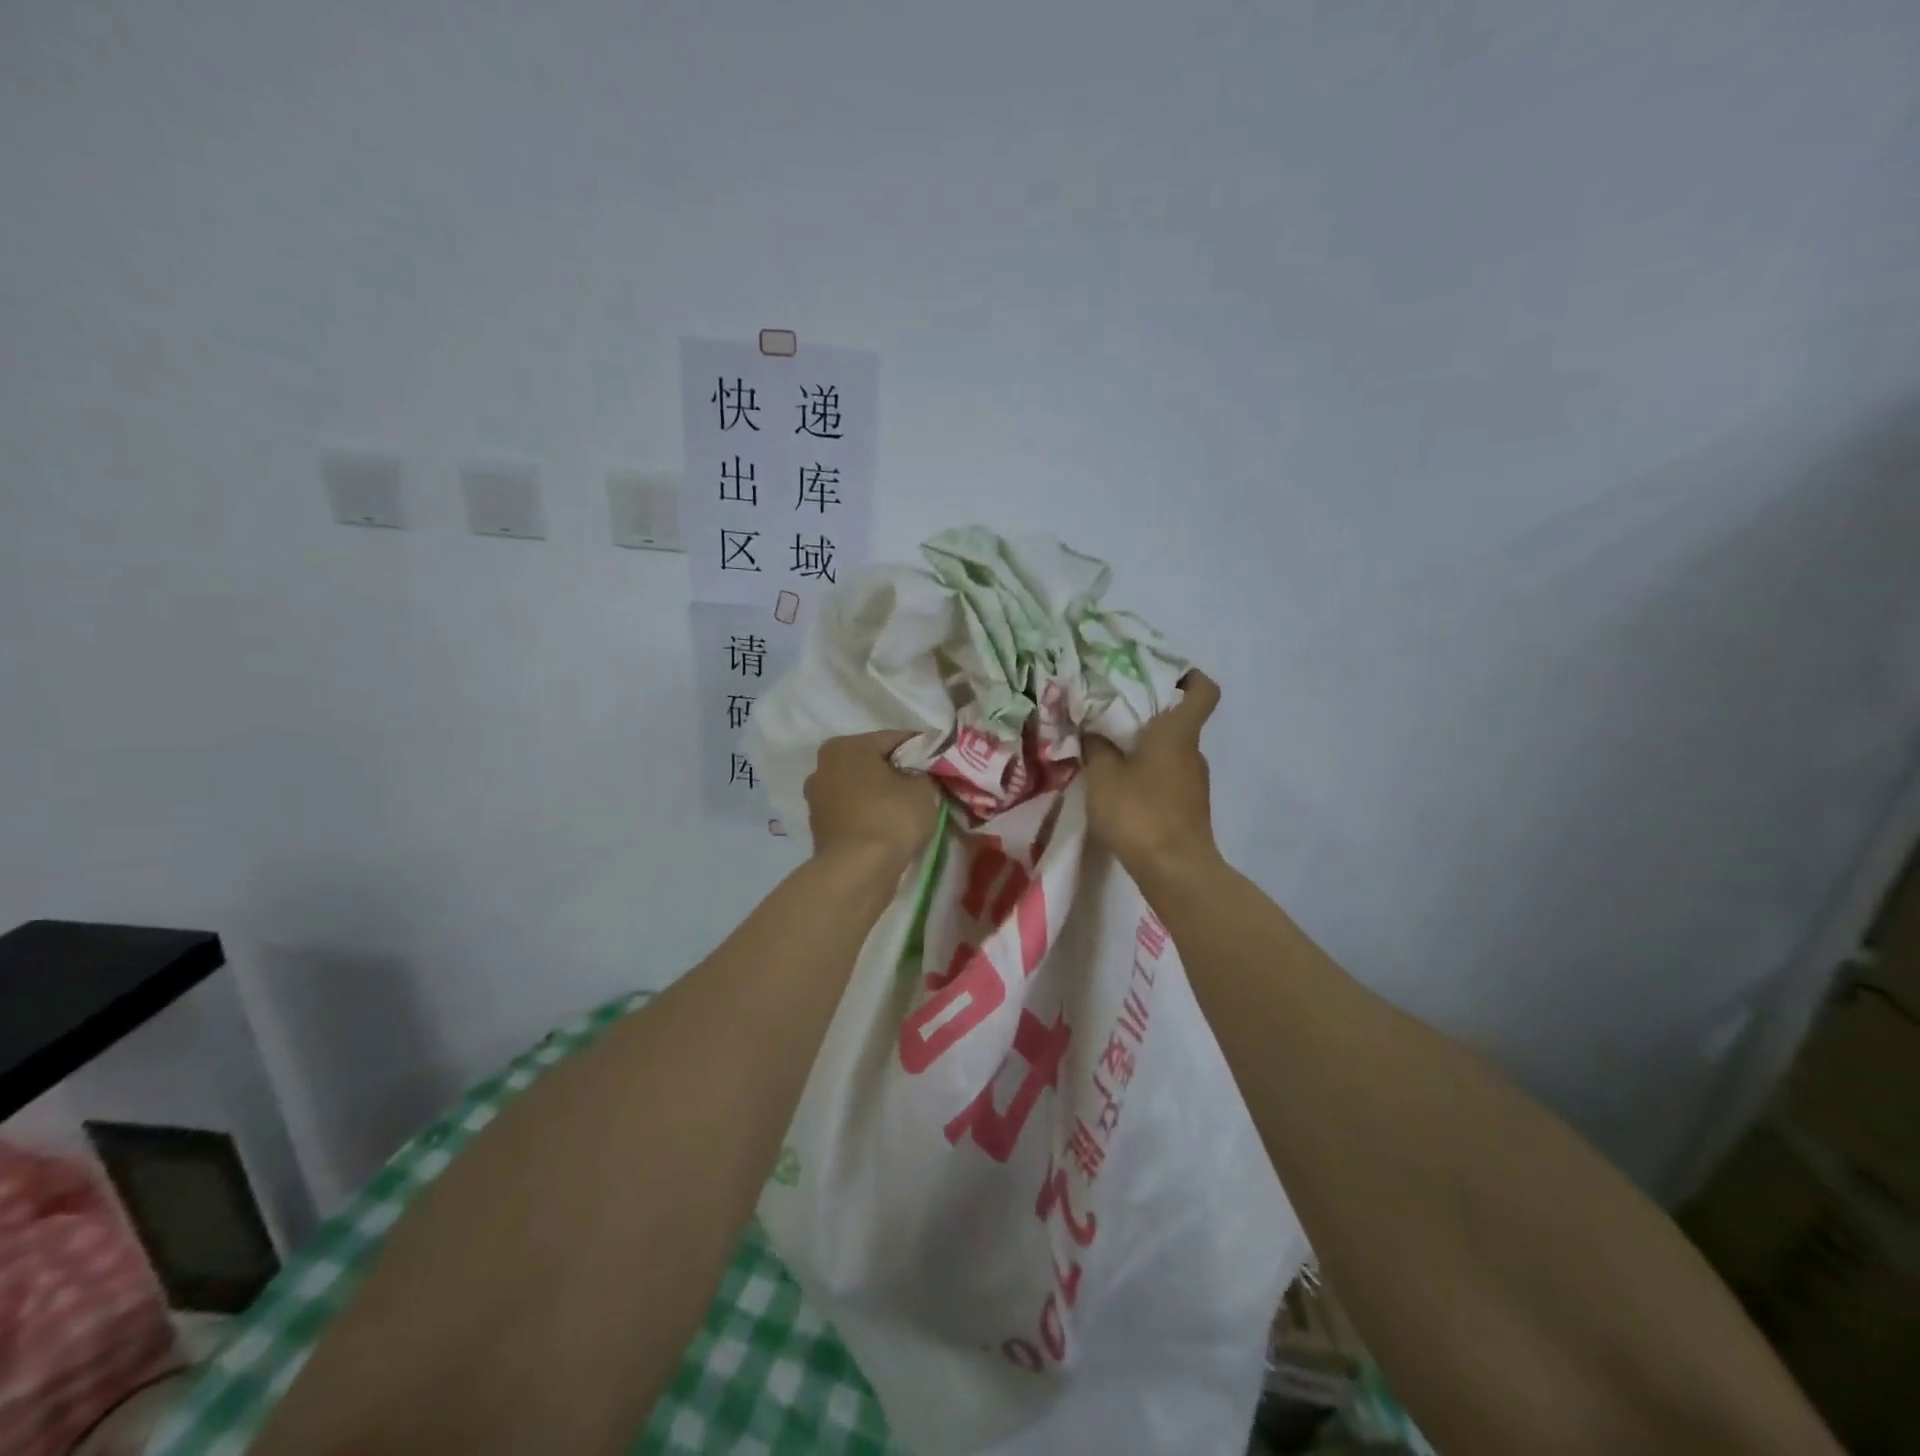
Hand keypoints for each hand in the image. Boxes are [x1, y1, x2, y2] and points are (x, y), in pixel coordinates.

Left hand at [806, 731, 939, 868]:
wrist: (858, 871)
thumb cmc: (891, 818)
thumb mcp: (922, 789)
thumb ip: (922, 773)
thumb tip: (918, 776)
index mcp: (845, 747)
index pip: (893, 739)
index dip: (922, 748)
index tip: (941, 759)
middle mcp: (823, 766)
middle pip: (872, 762)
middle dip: (897, 771)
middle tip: (926, 783)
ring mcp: (817, 799)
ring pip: (860, 788)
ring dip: (882, 794)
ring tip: (910, 807)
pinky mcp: (819, 828)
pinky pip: (853, 812)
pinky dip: (870, 814)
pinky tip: (890, 826)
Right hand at [1083, 669, 1222, 875]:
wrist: (1175, 871)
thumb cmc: (1140, 812)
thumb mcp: (1103, 775)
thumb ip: (1095, 746)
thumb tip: (1092, 729)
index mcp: (1177, 733)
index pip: (1202, 690)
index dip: (1188, 676)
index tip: (1160, 675)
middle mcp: (1192, 752)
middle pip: (1178, 720)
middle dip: (1147, 714)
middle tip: (1110, 714)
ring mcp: (1194, 782)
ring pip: (1169, 752)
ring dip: (1143, 749)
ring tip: (1106, 752)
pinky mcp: (1188, 807)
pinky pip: (1166, 777)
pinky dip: (1146, 775)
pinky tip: (1118, 788)